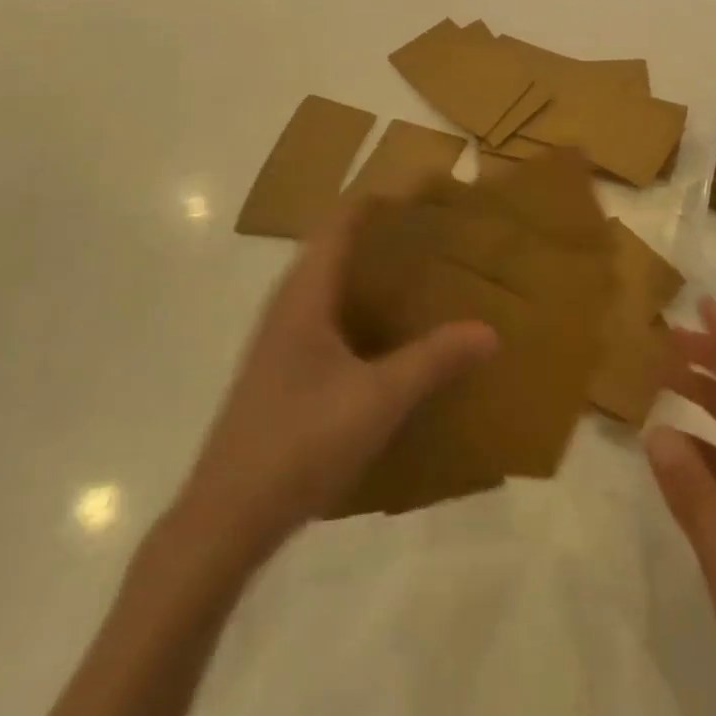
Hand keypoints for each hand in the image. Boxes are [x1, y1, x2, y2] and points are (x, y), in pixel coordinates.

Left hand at [172, 203, 497, 576]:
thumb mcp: (378, 400)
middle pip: (336, 252)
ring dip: (372, 280)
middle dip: (384, 241)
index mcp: (304, 295)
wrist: (226, 518)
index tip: (424, 198)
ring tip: (424, 283)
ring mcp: (281, 342)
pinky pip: (328, 323)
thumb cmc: (300, 442)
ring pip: (332, 290)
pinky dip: (361, 316)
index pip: (340, 224)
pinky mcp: (282, 374)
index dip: (378, 203)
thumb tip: (489, 330)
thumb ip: (434, 361)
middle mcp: (288, 307)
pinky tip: (392, 343)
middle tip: (438, 240)